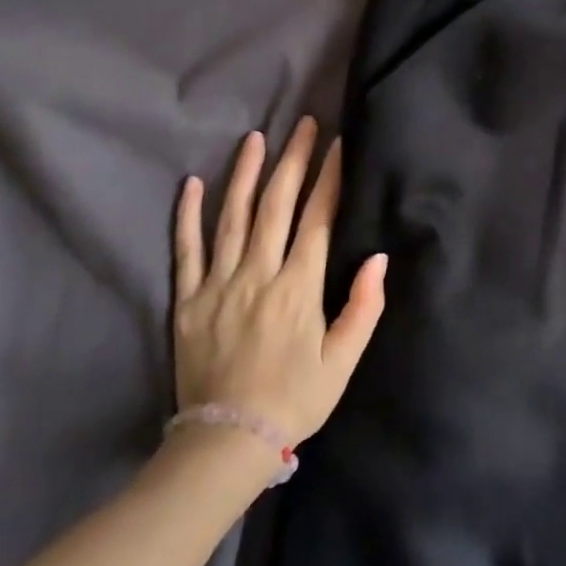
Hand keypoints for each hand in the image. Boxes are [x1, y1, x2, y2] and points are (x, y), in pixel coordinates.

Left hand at [171, 119, 387, 444]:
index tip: (338, 146)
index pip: (318, 219)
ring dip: (245, 174)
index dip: (330, 179)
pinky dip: (188, 215)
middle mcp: (258, 275)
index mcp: (299, 288)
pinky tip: (192, 184)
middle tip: (305, 125)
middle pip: (276, 205)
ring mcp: (218, 284)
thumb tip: (378, 258)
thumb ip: (364, 307)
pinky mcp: (188, 300)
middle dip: (294, 161)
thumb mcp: (343, 361)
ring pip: (232, 217)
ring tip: (256, 138)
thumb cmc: (295, 399)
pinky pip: (186, 249)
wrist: (227, 440)